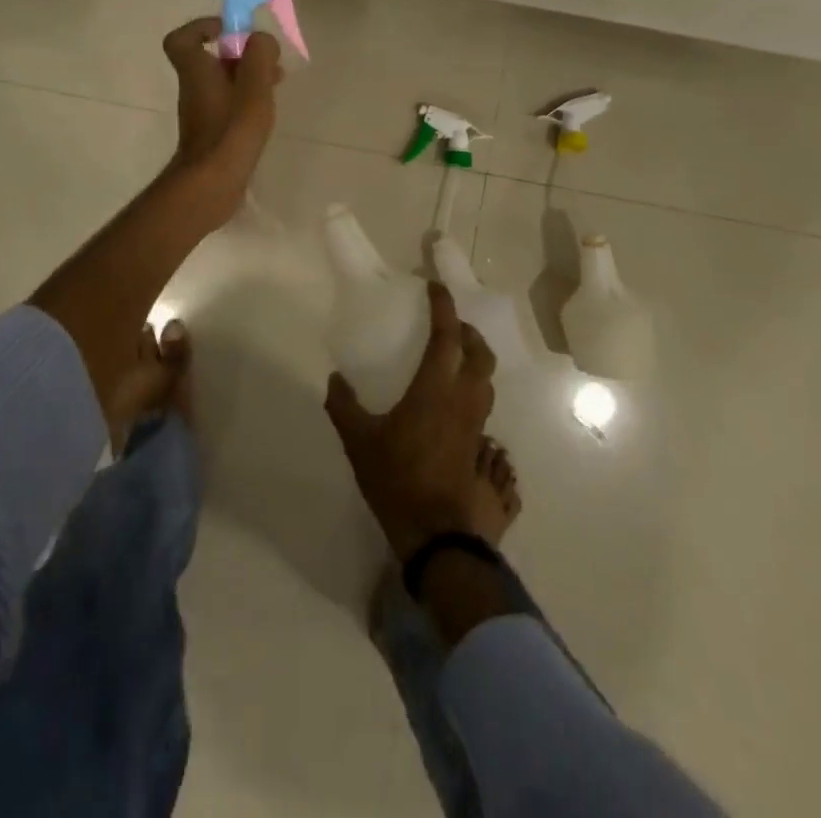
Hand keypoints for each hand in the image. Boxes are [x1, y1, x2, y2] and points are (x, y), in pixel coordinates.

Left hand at [162, 17, 281, 223]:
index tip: (229, 30)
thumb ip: (259, 55)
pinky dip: (246, 99)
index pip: (181, 39)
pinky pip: (228, 104)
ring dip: (247, 76)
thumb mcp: (253, 86)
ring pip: (222, 82)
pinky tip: (267, 110)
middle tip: (267, 59)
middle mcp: (194, 89)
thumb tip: (260, 40)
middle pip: (210, 59)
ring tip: (276, 82)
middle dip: (240, 54)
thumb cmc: (231, 130)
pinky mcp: (213, 132)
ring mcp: (202, 113)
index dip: (201, 27)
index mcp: (196, 71)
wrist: (213, 183)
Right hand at [325, 281, 497, 561]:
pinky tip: (455, 400)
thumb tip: (334, 378)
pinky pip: (483, 402)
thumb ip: (344, 406)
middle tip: (450, 324)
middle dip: (468, 331)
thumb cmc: (397, 478)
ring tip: (455, 357)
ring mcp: (476, 423)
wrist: (437, 533)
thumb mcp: (359, 441)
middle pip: (479, 353)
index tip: (436, 288)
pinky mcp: (479, 445)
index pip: (447, 336)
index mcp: (435, 388)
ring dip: (476, 358)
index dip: (444, 307)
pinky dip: (474, 387)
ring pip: (487, 379)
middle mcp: (463, 399)